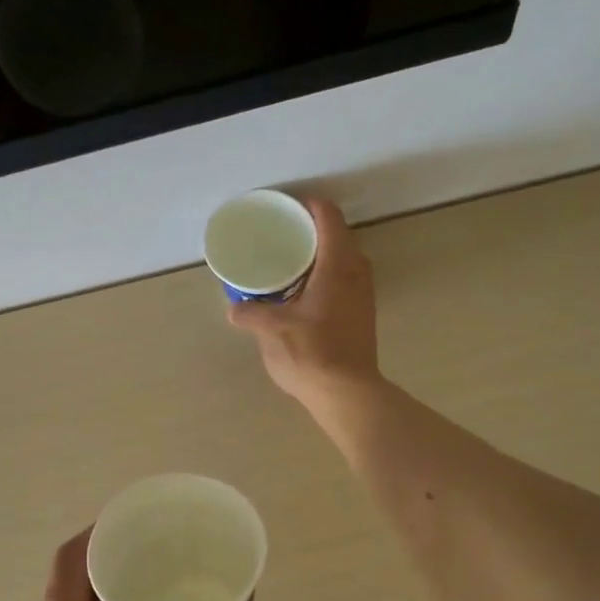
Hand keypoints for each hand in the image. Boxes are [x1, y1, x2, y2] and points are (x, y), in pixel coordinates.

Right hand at [227, 197, 379, 413]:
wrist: (347, 393)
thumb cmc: (311, 352)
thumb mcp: (271, 330)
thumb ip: (251, 313)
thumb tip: (235, 309)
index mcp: (337, 264)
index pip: (328, 216)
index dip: (307, 207)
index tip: (284, 211)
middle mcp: (357, 271)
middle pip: (336, 236)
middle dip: (309, 233)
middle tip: (280, 238)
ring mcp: (364, 294)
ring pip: (342, 261)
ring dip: (318, 259)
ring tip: (287, 267)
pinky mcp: (363, 315)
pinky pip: (343, 282)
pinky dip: (324, 279)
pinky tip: (302, 296)